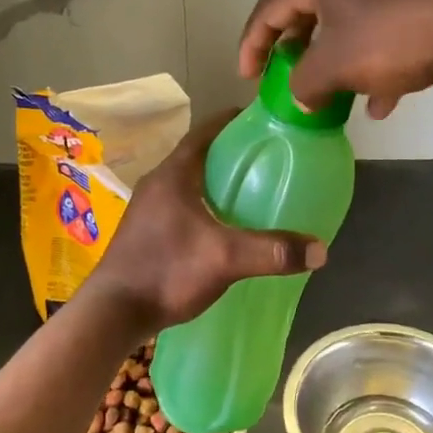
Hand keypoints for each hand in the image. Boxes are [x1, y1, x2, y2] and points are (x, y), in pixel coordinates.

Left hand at [83, 110, 327, 331]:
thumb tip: (320, 250)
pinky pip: (180, 205)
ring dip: (215, 181)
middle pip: (198, 155)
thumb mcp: (225, 259)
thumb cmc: (166, 270)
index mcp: (174, 174)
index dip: (232, 121)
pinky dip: (203, 205)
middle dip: (229, 153)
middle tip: (265, 159)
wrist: (112, 312)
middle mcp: (157, 183)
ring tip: (248, 191)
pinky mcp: (145, 231)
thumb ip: (272, 251)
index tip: (262, 120)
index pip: (205, 131)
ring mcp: (147, 208)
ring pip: (188, 182)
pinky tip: (221, 226)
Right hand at [238, 0, 432, 117]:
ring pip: (346, 26)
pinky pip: (381, 33)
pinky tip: (381, 102)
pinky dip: (373, 65)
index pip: (269, 8)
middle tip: (285, 79)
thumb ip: (305, 83)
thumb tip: (299, 97)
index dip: (252, 44)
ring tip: (331, 97)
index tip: (248, 78)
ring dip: (335, 62)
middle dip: (295, 52)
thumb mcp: (337, 65)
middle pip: (307, 13)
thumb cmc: (392, 35)